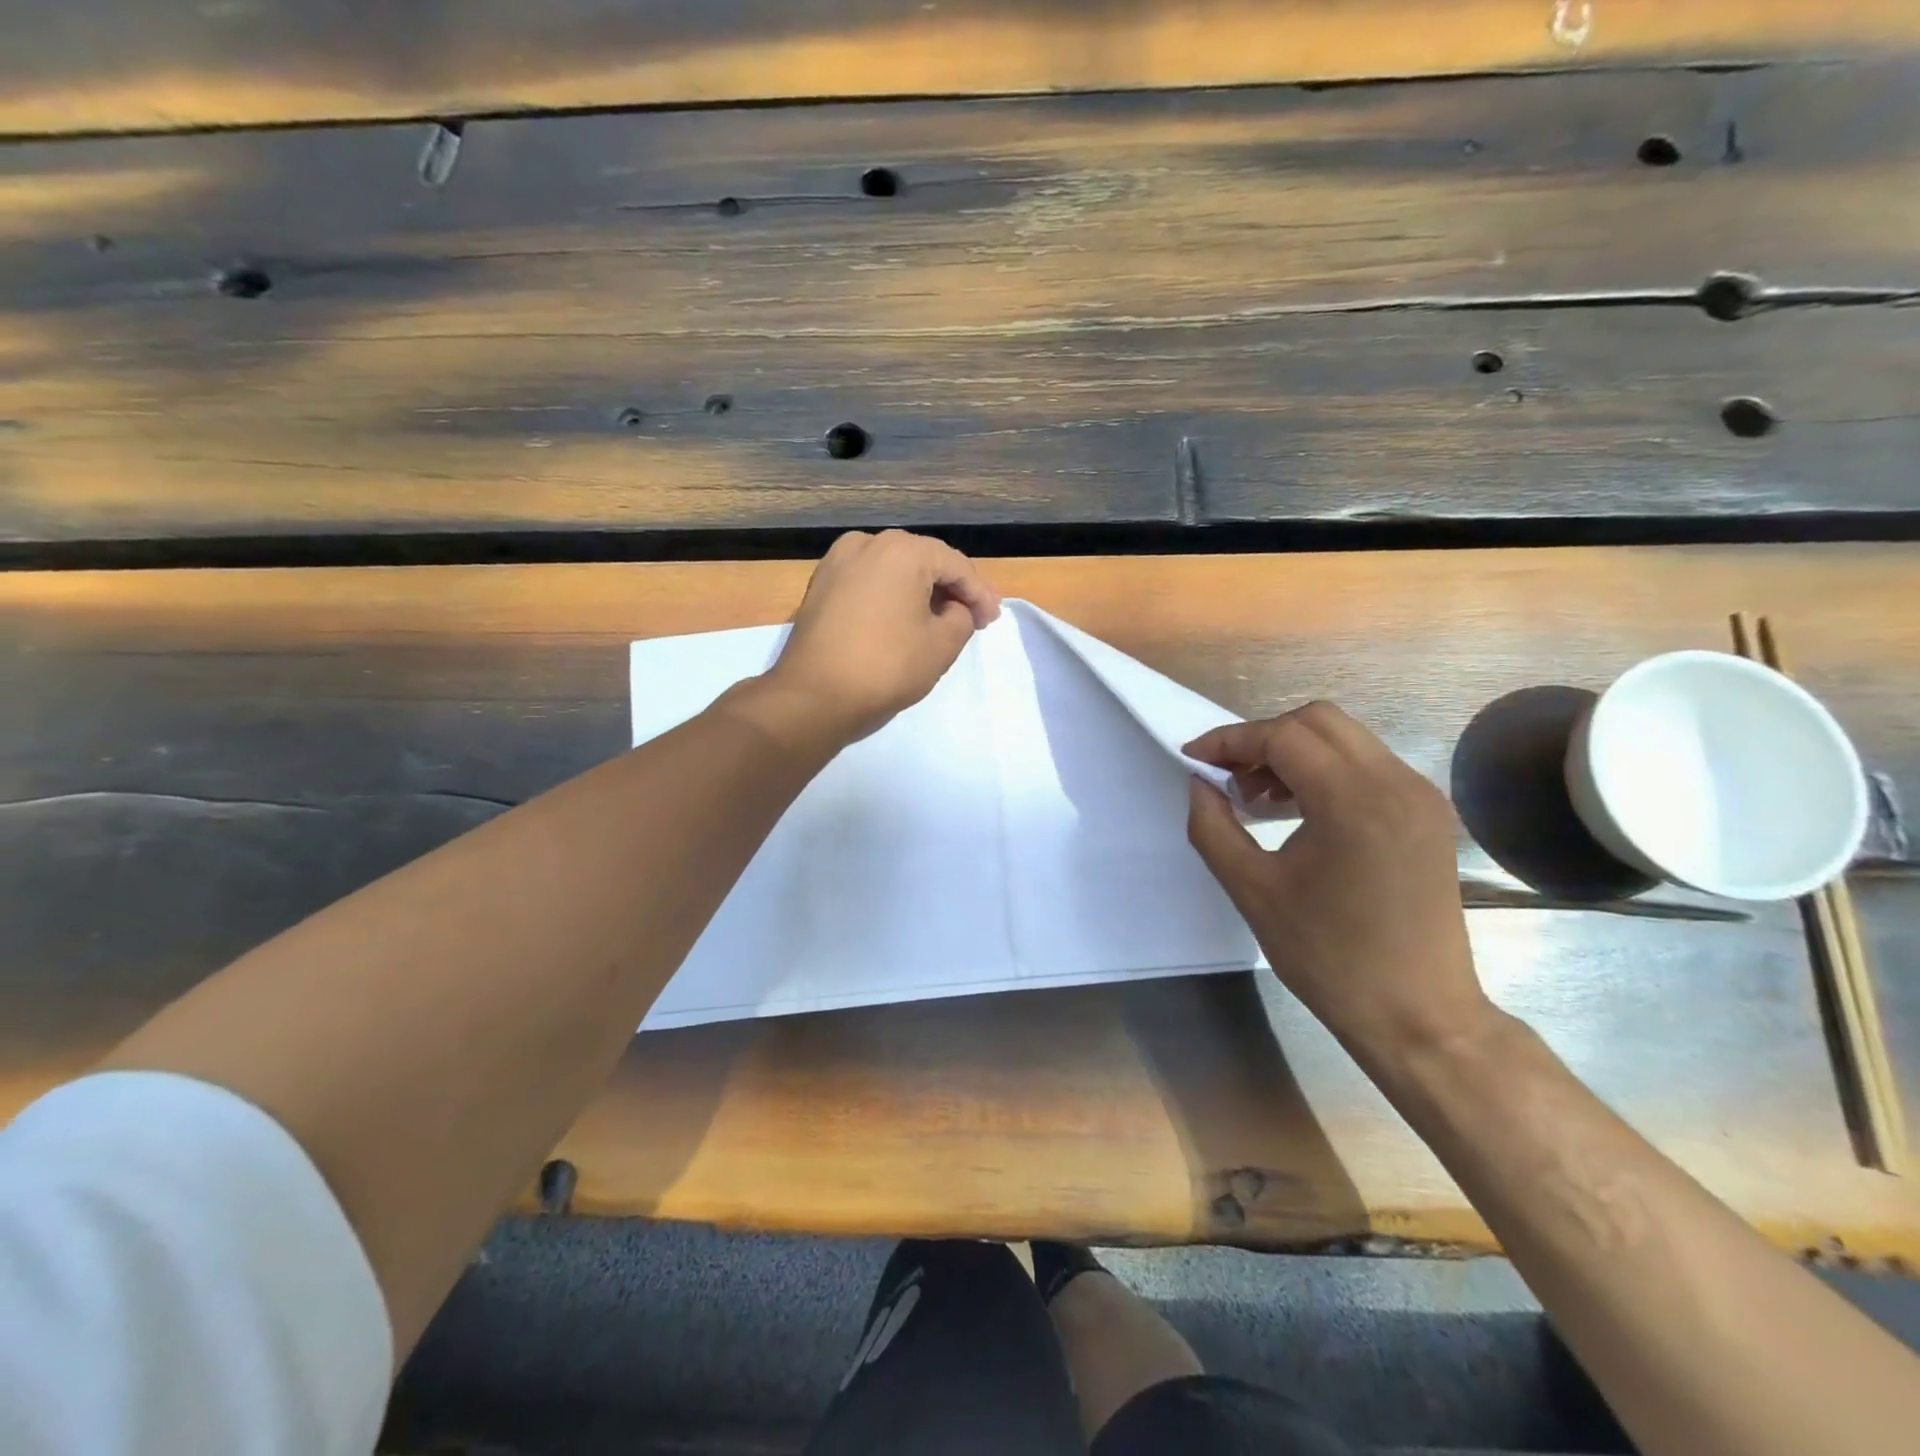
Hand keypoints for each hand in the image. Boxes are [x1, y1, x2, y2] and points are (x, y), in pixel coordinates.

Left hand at [764, 530, 999, 743]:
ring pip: (893, 571)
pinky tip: (901, 619)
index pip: (955, 566)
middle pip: (923, 561)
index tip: (991, 621)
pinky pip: (867, 583)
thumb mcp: (942, 645)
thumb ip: (961, 618)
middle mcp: (867, 543)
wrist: (814, 695)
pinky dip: (890, 597)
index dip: (980, 594)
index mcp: (902, 550)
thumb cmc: (886, 667)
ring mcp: (837, 562)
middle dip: (950, 589)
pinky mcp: (819, 585)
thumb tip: (952, 610)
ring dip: (919, 592)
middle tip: (971, 618)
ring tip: (939, 619)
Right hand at [1183, 702, 1495, 1070]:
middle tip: (1228, 776)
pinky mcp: (1428, 814)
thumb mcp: (1252, 891)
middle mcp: (1397, 783)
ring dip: (1294, 752)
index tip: (1194, 759)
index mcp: (1354, 802)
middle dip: (1263, 738)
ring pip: (1346, 739)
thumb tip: (1199, 784)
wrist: (1418, 1016)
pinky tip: (1299, 811)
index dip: (1230, 740)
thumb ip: (1213, 827)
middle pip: (1318, 721)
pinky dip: (1325, 771)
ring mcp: (1420, 796)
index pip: (1283, 736)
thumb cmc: (1329, 957)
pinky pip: (1369, 766)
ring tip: (1258, 798)